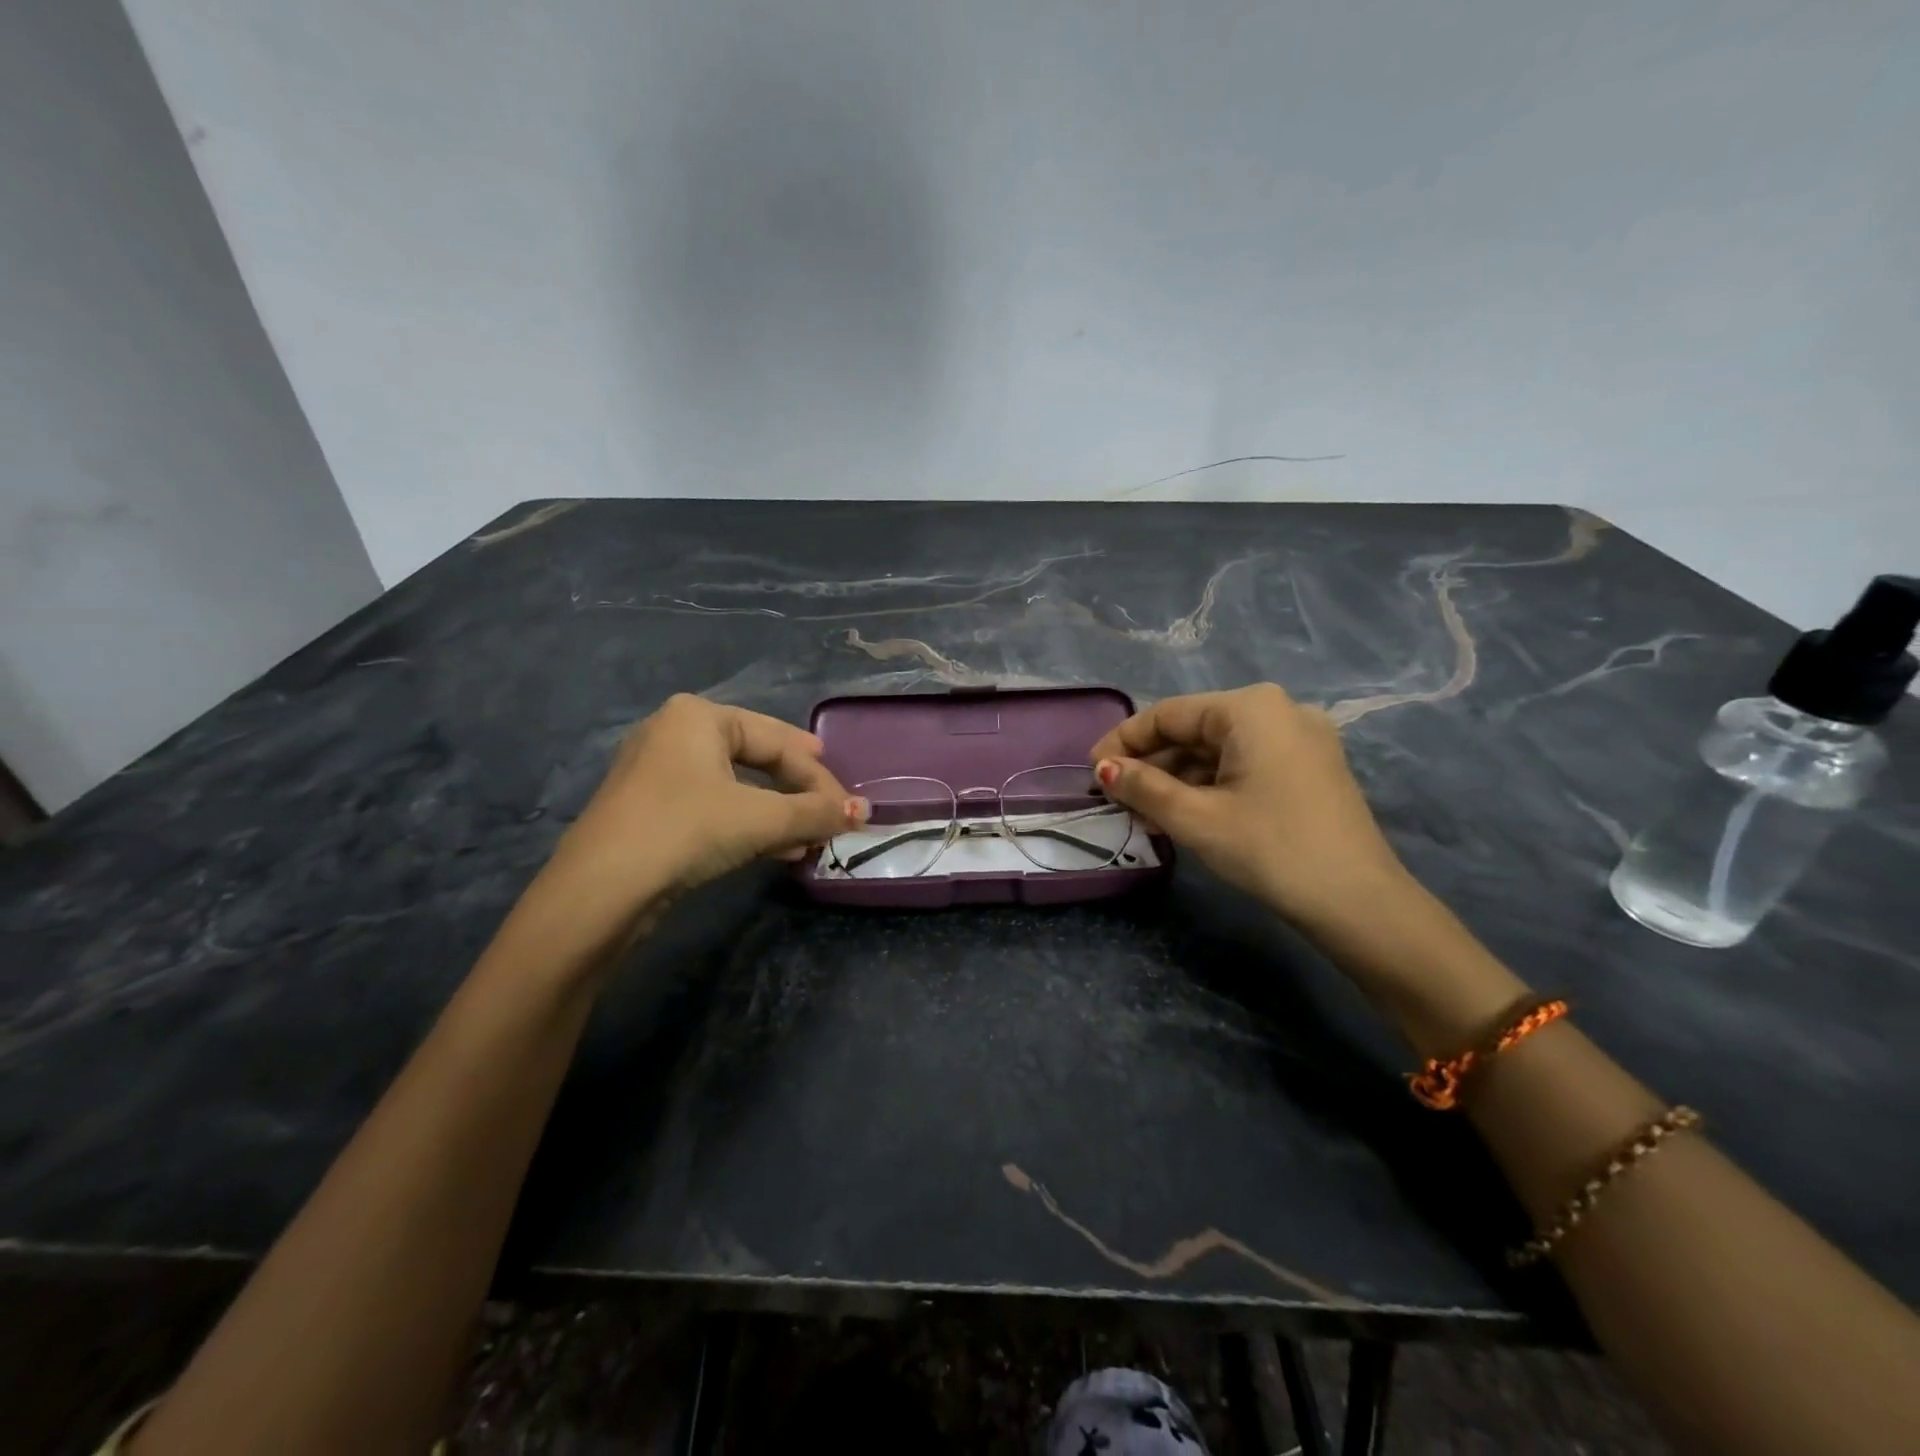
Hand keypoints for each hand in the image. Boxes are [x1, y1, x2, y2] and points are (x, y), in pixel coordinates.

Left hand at [527, 696, 865, 949]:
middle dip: (798, 793)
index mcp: (699, 716)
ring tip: (809, 841)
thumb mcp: (760, 819)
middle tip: (830, 813)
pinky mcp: (650, 809)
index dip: (819, 776)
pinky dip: (748, 825)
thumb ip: (816, 812)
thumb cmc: (686, 830)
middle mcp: (675, 732)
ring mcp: (657, 772)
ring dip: (778, 815)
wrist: (600, 890)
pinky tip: (775, 851)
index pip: (778, 741)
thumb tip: (864, 812)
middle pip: (758, 759)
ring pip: (737, 787)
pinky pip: (714, 806)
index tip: (848, 808)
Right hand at [1089, 684, 1411, 933]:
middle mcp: (1277, 710)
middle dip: (1151, 764)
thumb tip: (1103, 769)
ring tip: (1144, 813)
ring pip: (1218, 750)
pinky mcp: (1308, 768)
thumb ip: (1143, 787)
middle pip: (1194, 730)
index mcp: (1250, 708)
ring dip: (1177, 779)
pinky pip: (1243, 765)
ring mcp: (1299, 739)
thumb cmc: (1270, 849)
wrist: (1359, 903)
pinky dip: (1209, 785)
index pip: (1168, 714)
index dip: (1124, 742)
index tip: (1093, 773)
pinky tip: (1184, 813)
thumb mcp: (1196, 818)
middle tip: (1117, 799)